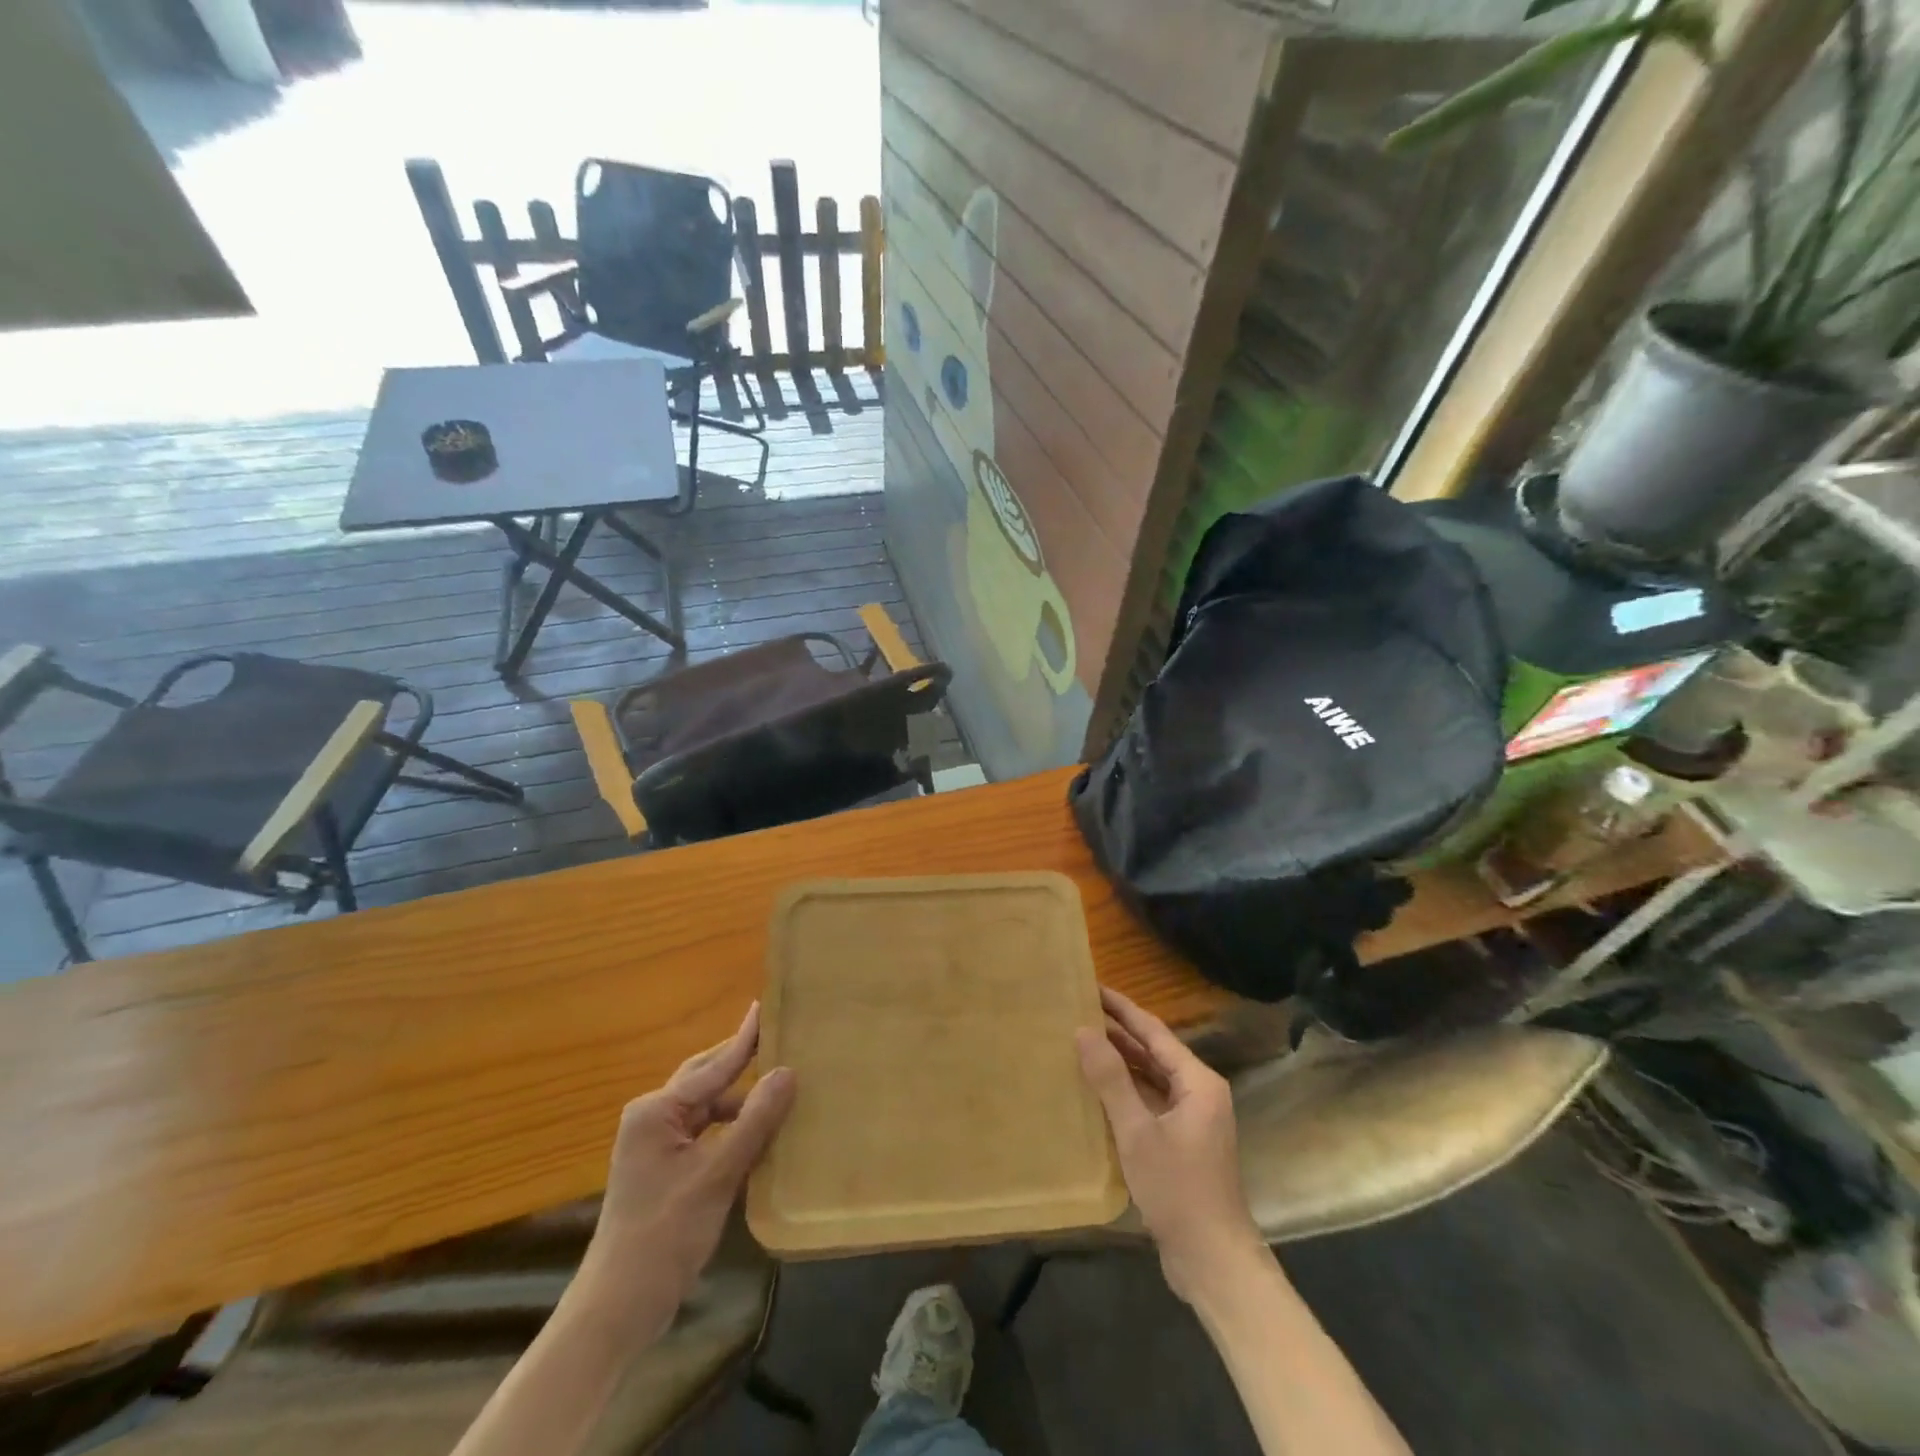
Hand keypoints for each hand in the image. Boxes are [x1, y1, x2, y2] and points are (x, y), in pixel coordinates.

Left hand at [580, 1004, 795, 1326]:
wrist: (616, 1310)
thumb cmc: (663, 1237)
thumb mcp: (716, 1176)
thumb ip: (754, 1122)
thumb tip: (788, 1072)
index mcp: (656, 1111)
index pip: (713, 1067)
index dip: (745, 1039)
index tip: (766, 1005)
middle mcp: (653, 1118)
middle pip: (707, 1079)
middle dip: (742, 1062)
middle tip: (779, 1037)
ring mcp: (657, 1145)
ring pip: (709, 1108)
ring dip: (742, 1101)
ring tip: (782, 1087)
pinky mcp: (665, 1169)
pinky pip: (706, 1133)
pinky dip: (734, 1129)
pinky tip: (762, 1133)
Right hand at [1076, 987, 1265, 1304]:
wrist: (1213, 1261)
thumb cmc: (1178, 1190)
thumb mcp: (1138, 1132)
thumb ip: (1111, 1079)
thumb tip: (1084, 1030)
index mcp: (1198, 1082)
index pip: (1153, 1031)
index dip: (1122, 1008)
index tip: (1092, 986)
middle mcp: (1199, 1092)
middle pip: (1154, 1050)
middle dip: (1118, 1031)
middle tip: (1079, 1010)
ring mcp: (1193, 1118)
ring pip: (1151, 1076)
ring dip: (1120, 1060)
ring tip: (1082, 1041)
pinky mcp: (1182, 1141)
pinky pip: (1150, 1100)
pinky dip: (1126, 1090)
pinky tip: (1097, 1088)